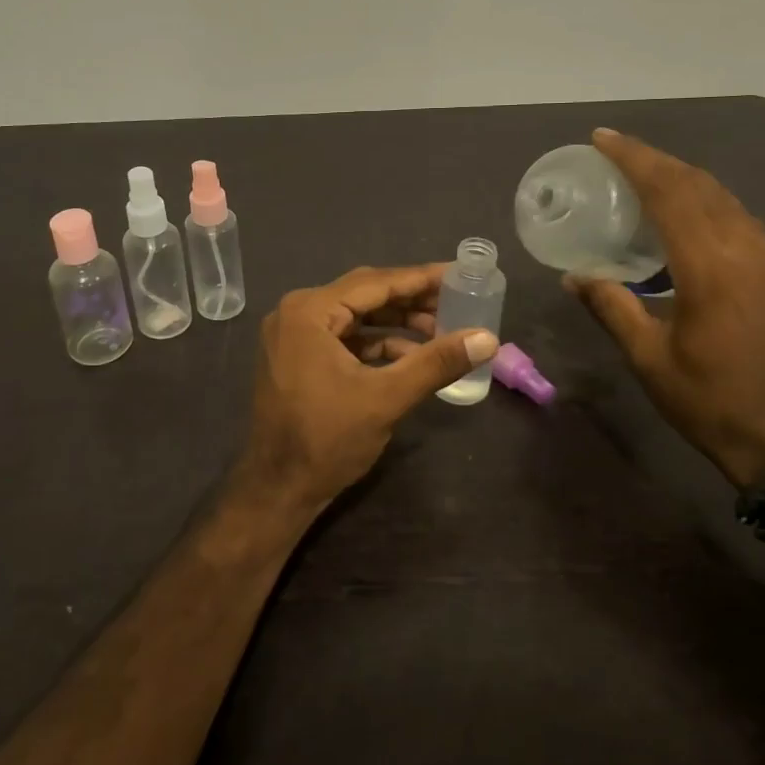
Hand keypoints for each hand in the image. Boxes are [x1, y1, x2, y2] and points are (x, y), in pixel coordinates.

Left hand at [240, 264, 498, 516]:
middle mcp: (297, 313)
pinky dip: (376, 344)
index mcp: (309, 311)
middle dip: (412, 300)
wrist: (277, 491)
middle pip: (365, 295)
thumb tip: (487, 338)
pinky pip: (344, 338)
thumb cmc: (327, 440)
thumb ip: (436, 362)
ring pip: (356, 317)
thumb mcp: (387, 398)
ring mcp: (294, 336)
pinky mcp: (298, 357)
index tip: (460, 274)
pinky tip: (411, 355)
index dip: (421, 278)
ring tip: (441, 331)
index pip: (375, 282)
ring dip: (396, 323)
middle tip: (457, 301)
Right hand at [567, 128, 764, 487]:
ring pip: (723, 196)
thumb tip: (573, 277)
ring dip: (682, 176)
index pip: (668, 193)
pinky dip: (706, 199)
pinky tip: (686, 212)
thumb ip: (611, 306)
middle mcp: (743, 250)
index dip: (634, 160)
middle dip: (655, 159)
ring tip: (645, 173)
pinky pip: (738, 216)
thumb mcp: (647, 356)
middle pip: (697, 184)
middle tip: (616, 150)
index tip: (603, 140)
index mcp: (708, 267)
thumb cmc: (707, 399)